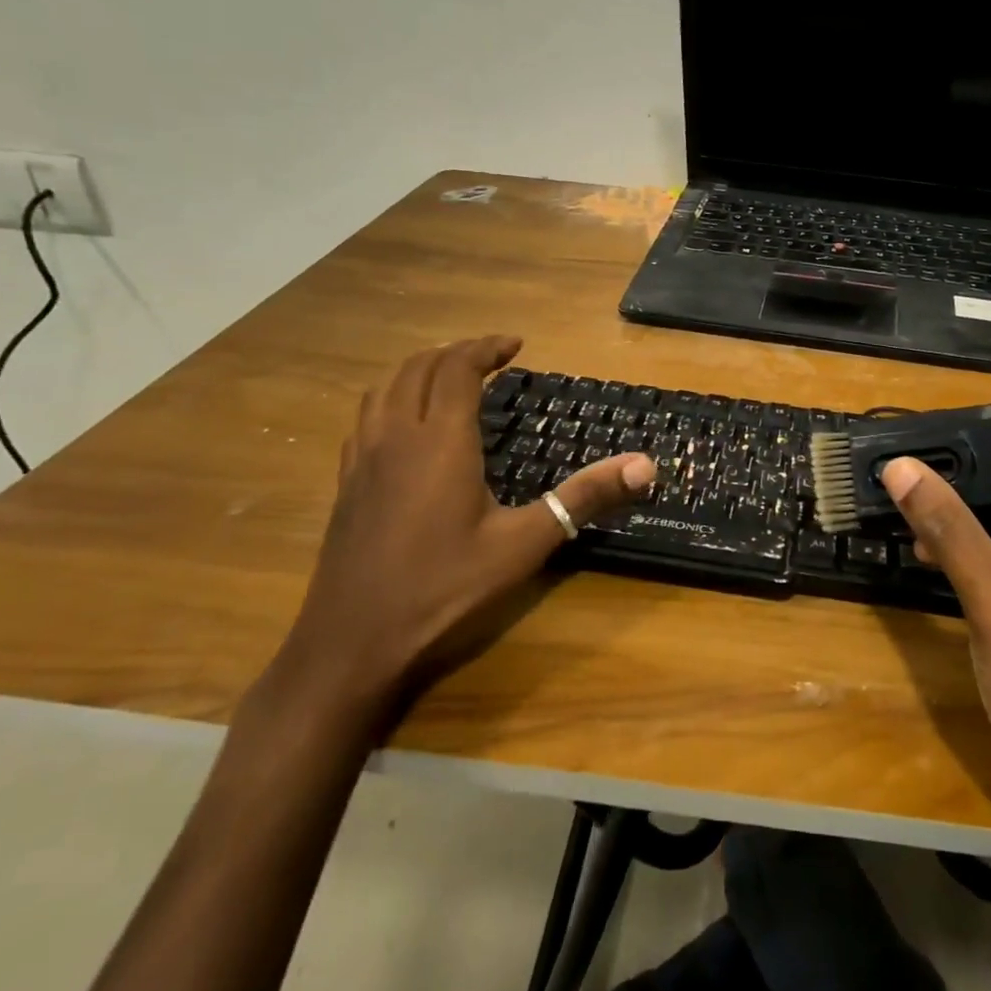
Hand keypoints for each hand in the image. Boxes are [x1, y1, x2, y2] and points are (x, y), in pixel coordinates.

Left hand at [269, 336, 655, 730]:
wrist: (352, 645)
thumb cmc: (444, 589)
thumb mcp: (524, 544)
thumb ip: (583, 498)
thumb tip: (645, 464)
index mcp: (440, 441)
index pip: (457, 368)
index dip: (486, 348)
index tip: (516, 346)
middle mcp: (396, 437)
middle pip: (417, 368)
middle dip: (455, 353)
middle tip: (491, 358)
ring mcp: (363, 460)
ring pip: (384, 389)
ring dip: (418, 371)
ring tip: (449, 378)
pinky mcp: (346, 485)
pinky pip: (366, 419)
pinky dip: (391, 400)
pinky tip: (406, 427)